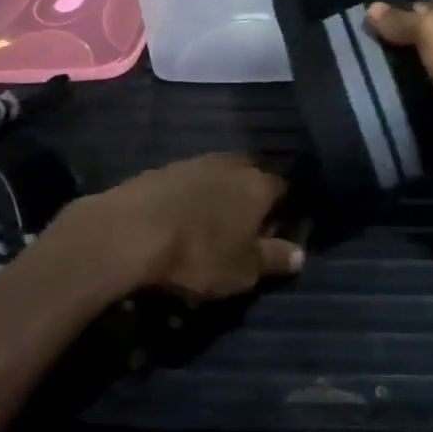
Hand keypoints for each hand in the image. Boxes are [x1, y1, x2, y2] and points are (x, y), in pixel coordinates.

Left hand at [56, 153, 302, 300]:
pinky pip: (188, 180)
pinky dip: (189, 196)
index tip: (275, 230)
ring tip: (208, 223)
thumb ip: (274, 259)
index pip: (282, 188)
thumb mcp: (243, 270)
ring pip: (217, 174)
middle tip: (242, 226)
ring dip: (217, 194)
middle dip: (249, 195)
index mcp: (259, 185)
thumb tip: (301, 255)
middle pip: (249, 174)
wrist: (131, 230)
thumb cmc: (199, 254)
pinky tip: (179, 217)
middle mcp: (231, 164)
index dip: (282, 209)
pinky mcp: (162, 168)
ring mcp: (194, 161)